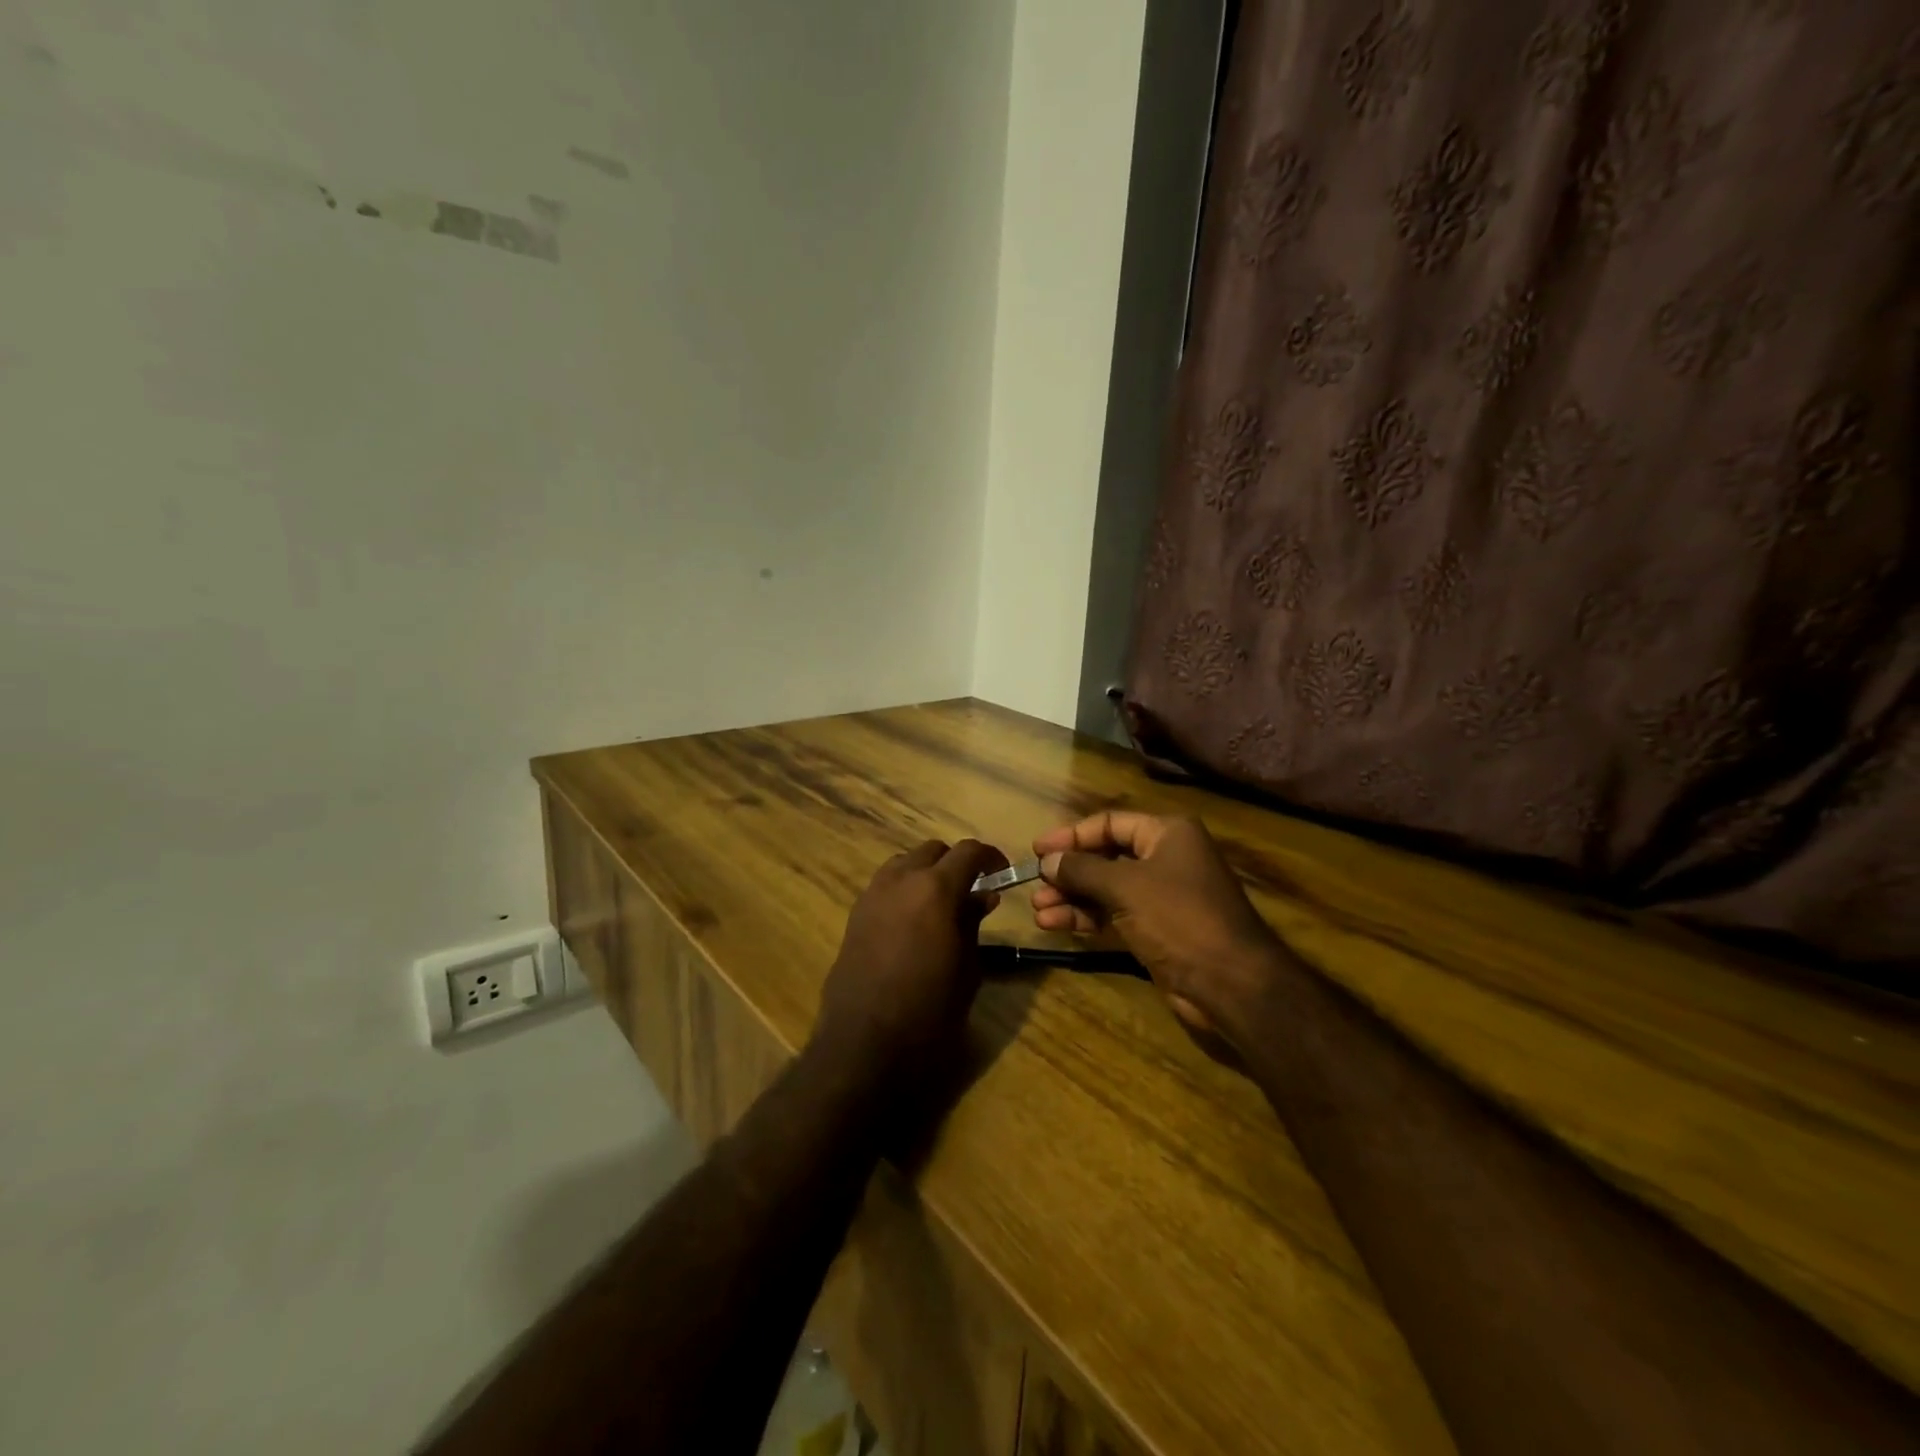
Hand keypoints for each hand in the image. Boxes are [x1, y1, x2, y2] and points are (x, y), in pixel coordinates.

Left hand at [814, 839, 1006, 1087]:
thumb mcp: (966, 968)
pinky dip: (904, 889)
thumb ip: (973, 923)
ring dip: (926, 872)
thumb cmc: (929, 1011)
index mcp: (935, 888)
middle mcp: (900, 880)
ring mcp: (872, 895)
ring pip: (904, 863)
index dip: (990, 856)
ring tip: (941, 903)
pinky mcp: (854, 915)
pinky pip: (885, 885)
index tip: (1003, 872)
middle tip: (973, 890)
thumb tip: (983, 896)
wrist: (864, 1044)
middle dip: (956, 863)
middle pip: (932, 850)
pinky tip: (913, 921)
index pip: (968, 852)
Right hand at [1031, 812, 1287, 1041]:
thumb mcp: (1125, 886)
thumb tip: (1048, 861)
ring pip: (1107, 888)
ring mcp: (1163, 896)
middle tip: (1035, 885)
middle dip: (1069, 871)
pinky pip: (1114, 914)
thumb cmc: (1179, 918)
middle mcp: (1166, 858)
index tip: (1038, 849)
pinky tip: (1056, 925)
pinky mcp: (1158, 930)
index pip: (1110, 823)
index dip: (1072, 835)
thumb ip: (1082, 869)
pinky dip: (1087, 918)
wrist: (1230, 983)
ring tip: (1038, 910)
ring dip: (1072, 897)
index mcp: (1167, 834)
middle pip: (1106, 856)